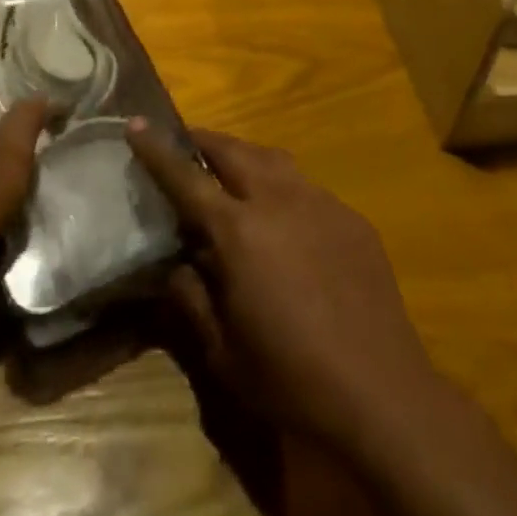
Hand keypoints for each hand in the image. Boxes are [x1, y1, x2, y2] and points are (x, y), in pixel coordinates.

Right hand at [128, 122, 439, 451]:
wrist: (381, 391)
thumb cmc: (291, 379)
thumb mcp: (223, 352)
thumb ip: (192, 299)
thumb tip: (174, 265)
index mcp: (239, 231)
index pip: (186, 178)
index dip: (158, 150)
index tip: (135, 123)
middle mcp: (278, 200)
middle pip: (233, 151)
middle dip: (204, 141)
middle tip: (186, 144)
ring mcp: (320, 202)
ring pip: (273, 159)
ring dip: (245, 157)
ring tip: (232, 171)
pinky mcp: (350, 216)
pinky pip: (307, 187)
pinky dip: (284, 189)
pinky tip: (286, 221)